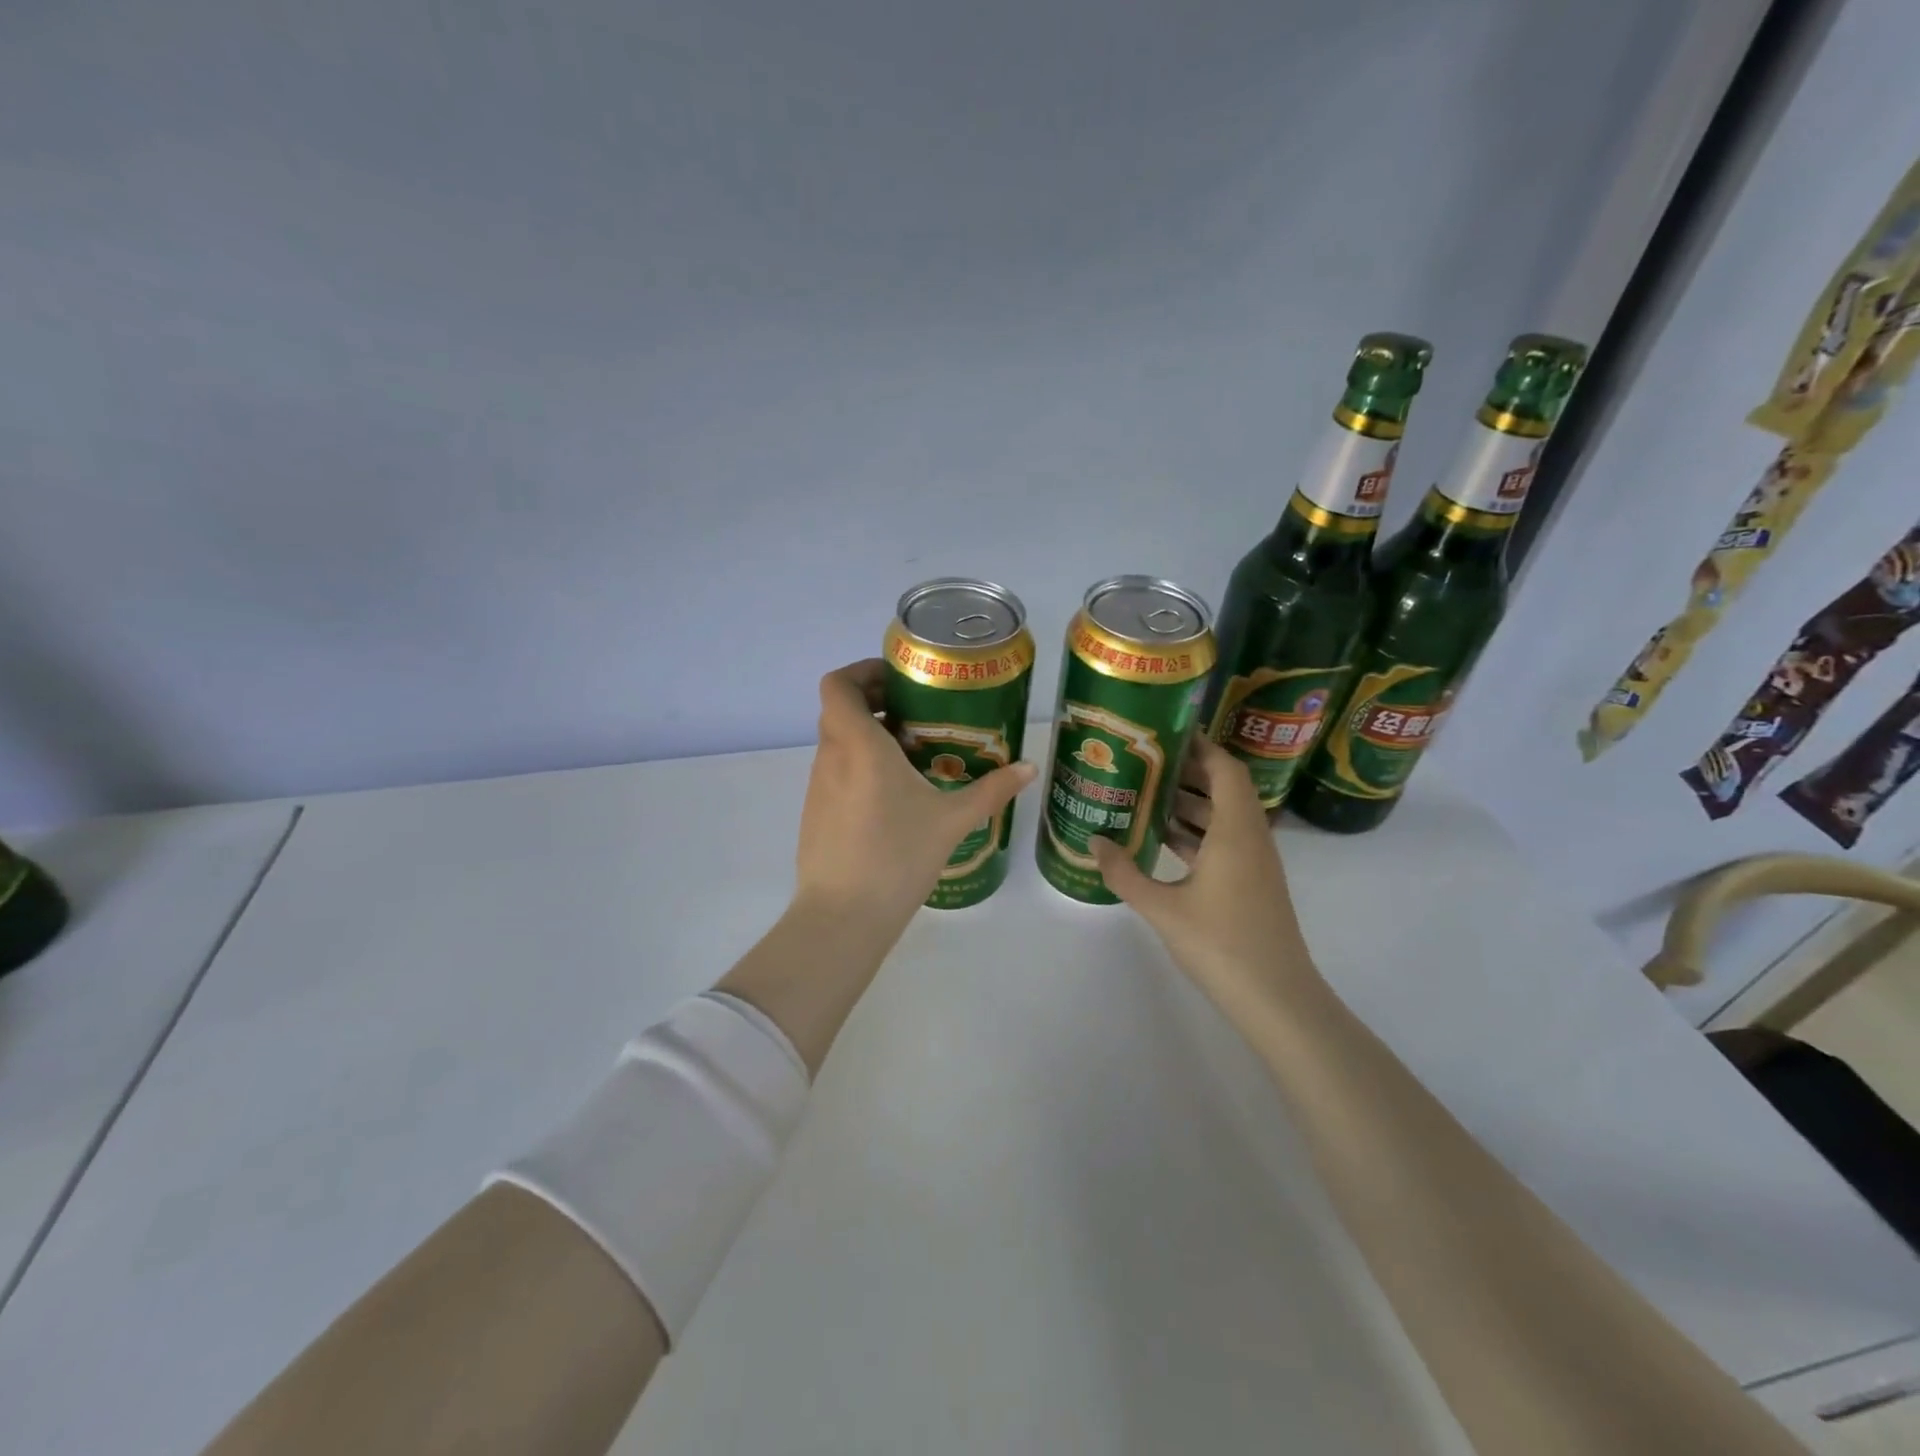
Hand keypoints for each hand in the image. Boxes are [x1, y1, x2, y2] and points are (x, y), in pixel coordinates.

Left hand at [794, 659, 1036, 934]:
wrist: (843, 917)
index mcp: (859, 745)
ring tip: (912, 753)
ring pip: (836, 742)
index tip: (899, 680)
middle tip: (916, 712)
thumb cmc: (897, 857)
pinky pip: (835, 771)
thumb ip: (992, 790)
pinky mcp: (814, 813)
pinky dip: (858, 765)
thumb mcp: (952, 820)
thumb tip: (1029, 768)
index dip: (861, 671)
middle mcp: (831, 757)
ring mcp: (817, 787)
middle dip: (874, 701)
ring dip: (868, 735)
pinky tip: (893, 794)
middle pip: (839, 709)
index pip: (837, 684)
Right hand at [1090, 736, 1322, 1012]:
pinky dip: (1198, 833)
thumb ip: (1125, 872)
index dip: (1200, 747)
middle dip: (1188, 772)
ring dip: (1192, 804)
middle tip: (1145, 763)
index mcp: (1235, 831)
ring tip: (1146, 797)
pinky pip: (1226, 841)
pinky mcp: (1253, 884)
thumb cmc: (1221, 945)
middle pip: (1225, 788)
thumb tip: (1095, 842)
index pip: (1225, 769)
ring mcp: (1256, 862)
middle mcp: (1251, 837)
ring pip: (1225, 817)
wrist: (1277, 999)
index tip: (1165, 734)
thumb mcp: (1162, 908)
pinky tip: (1164, 841)